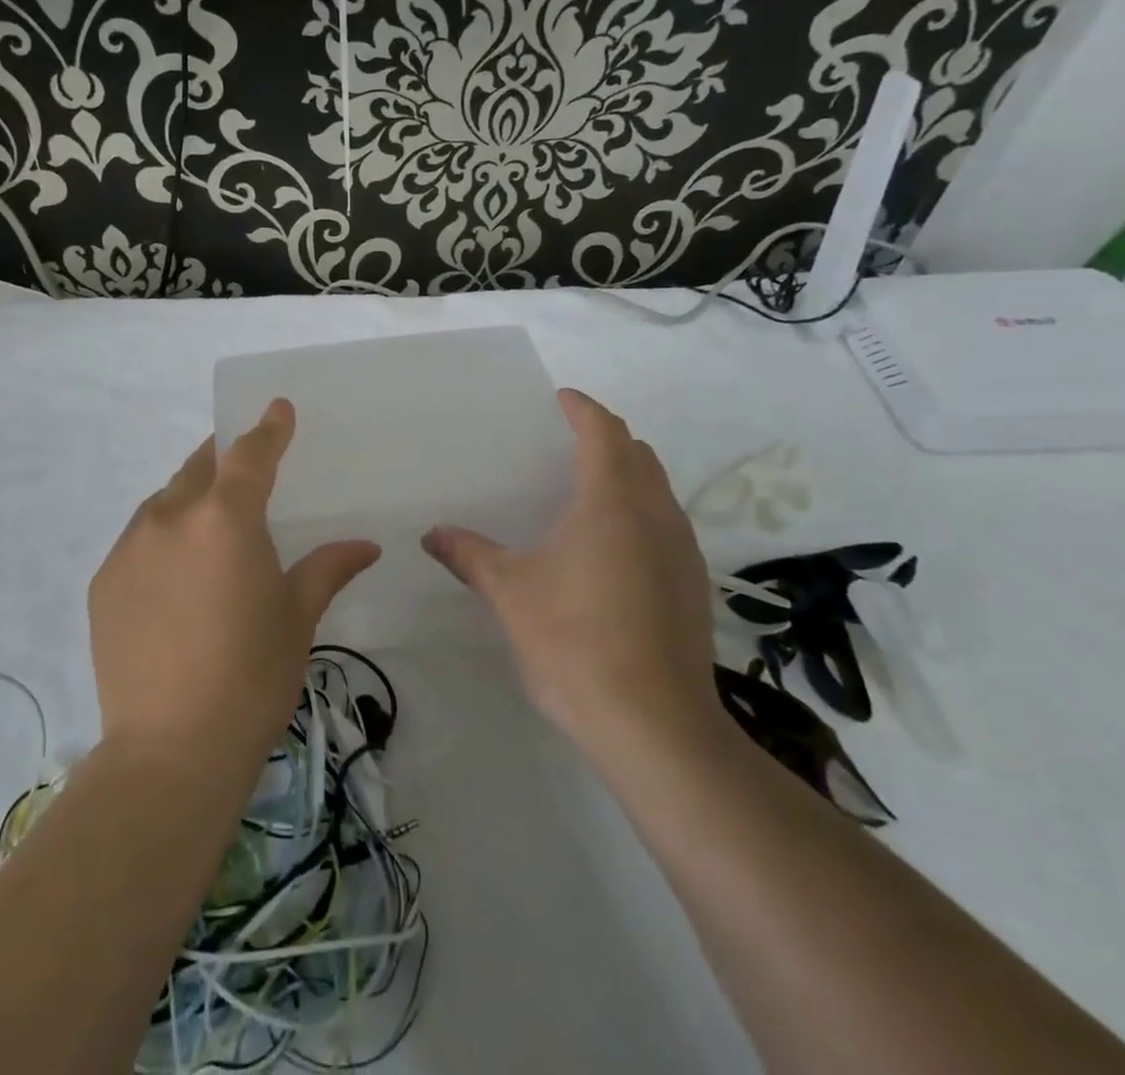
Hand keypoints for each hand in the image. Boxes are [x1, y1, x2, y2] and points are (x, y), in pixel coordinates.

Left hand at [90, 399, 381, 769]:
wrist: (170, 752)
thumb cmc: (251, 678)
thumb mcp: (296, 617)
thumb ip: (327, 568)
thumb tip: (366, 546)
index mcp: (225, 519)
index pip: (249, 454)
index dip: (267, 428)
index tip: (277, 408)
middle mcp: (170, 518)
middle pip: (200, 467)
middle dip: (224, 458)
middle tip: (244, 466)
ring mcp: (129, 548)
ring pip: (164, 500)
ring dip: (190, 498)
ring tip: (210, 525)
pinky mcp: (104, 581)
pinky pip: (138, 539)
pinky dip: (162, 537)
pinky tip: (176, 573)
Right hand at [423, 388, 720, 761]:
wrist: (655, 726)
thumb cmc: (574, 640)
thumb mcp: (510, 593)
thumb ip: (469, 555)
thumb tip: (431, 535)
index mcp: (612, 502)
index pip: (604, 432)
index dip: (583, 409)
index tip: (561, 398)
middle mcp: (656, 516)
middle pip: (638, 456)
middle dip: (607, 439)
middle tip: (568, 442)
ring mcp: (683, 553)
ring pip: (658, 492)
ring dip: (628, 477)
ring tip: (587, 492)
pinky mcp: (693, 588)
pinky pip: (667, 528)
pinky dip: (640, 515)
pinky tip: (612, 551)